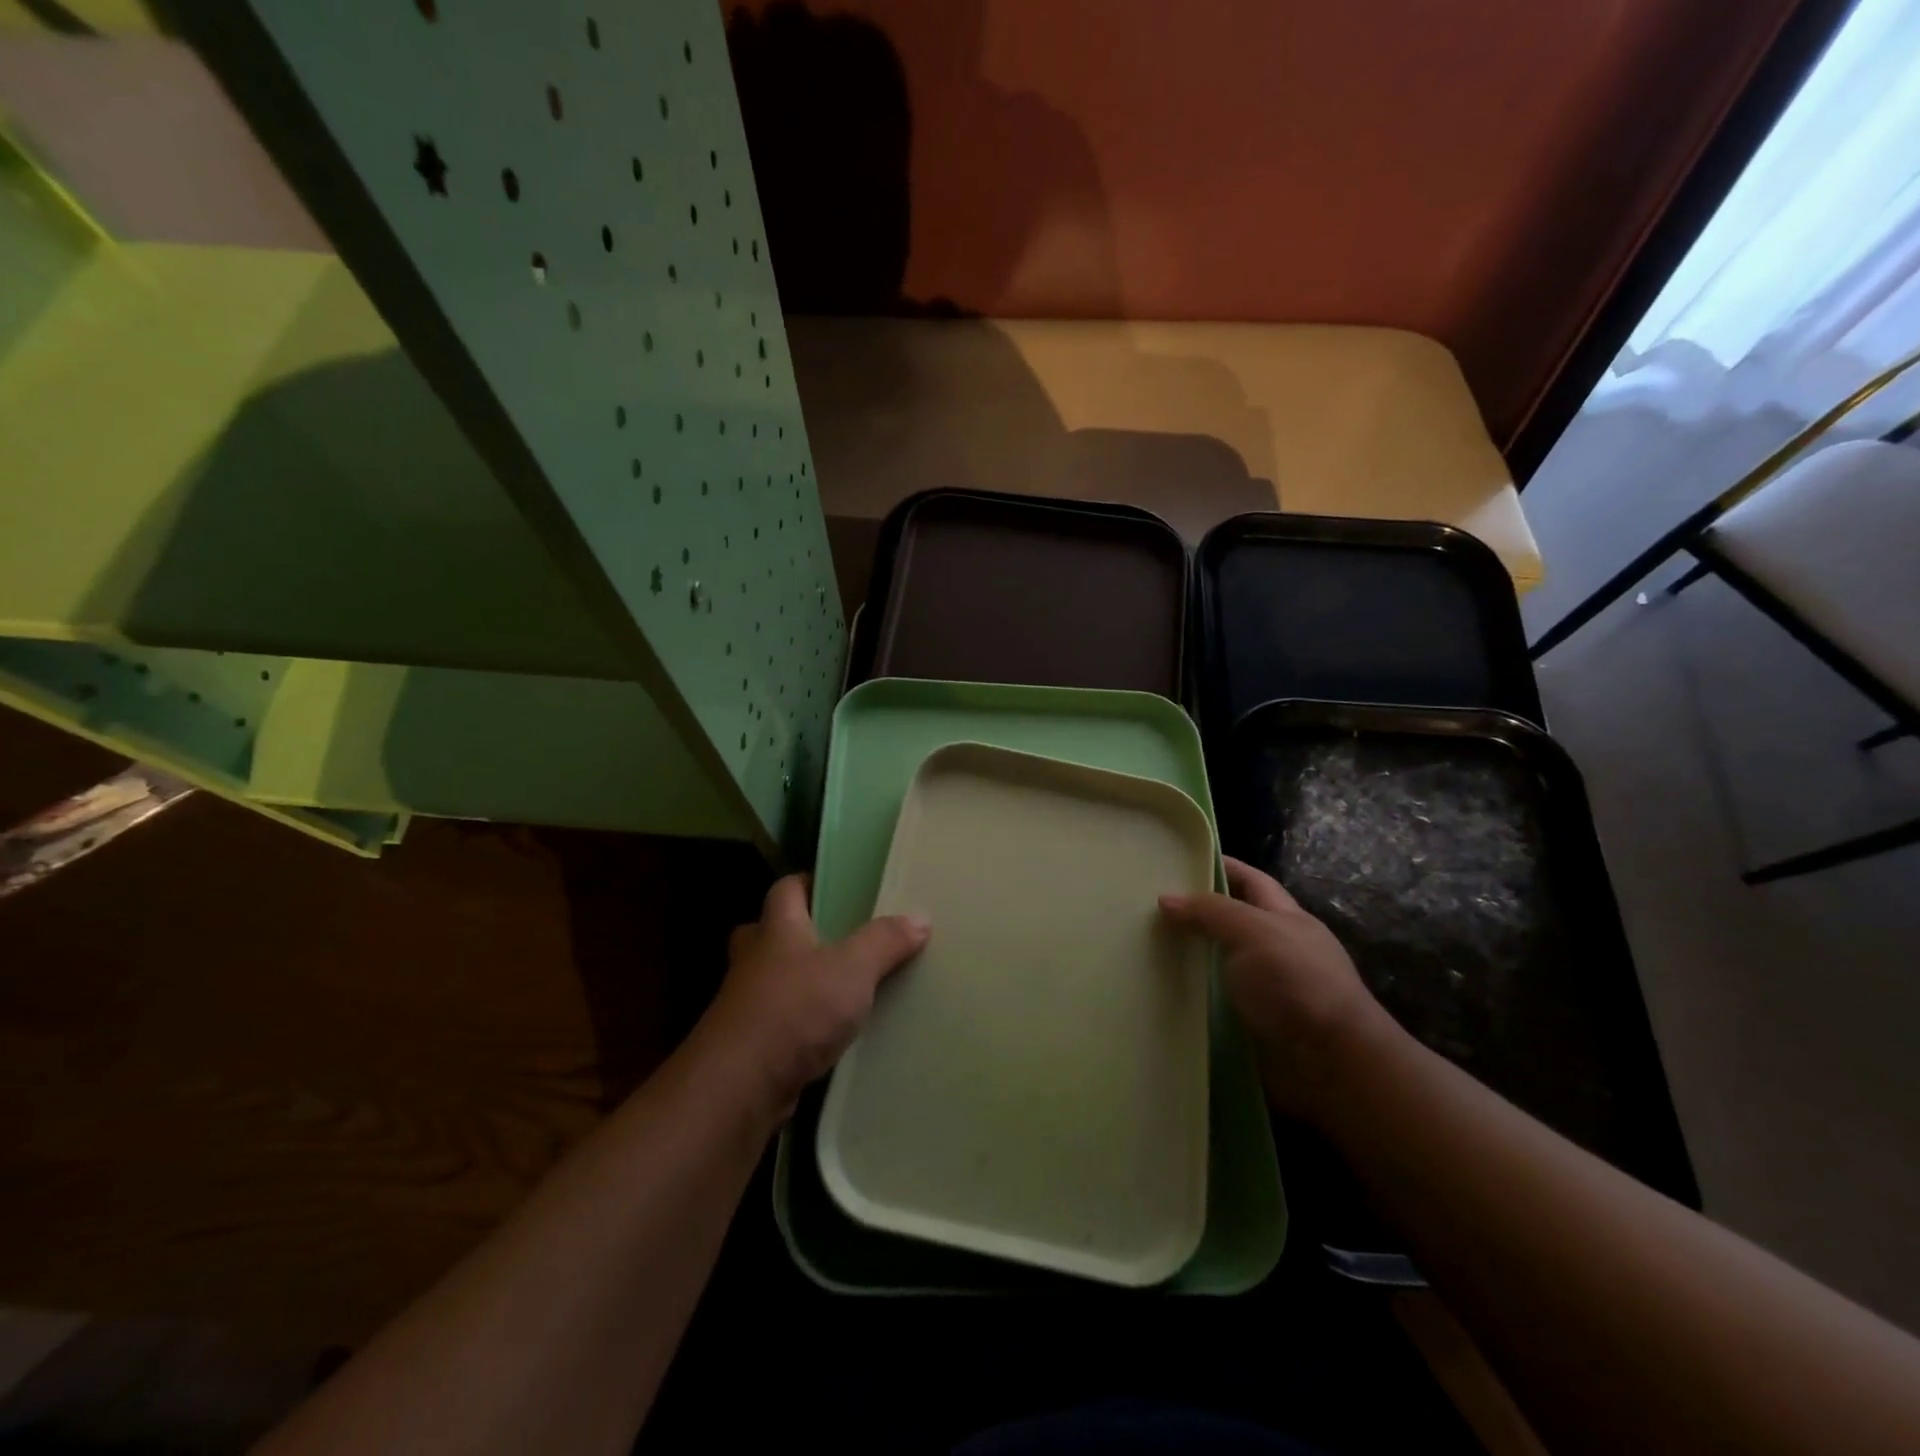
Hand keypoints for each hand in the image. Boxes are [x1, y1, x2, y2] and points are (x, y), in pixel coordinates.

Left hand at [694, 874, 930, 1123]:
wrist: (739, 1087)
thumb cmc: (794, 1010)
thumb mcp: (852, 969)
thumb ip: (885, 941)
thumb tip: (920, 917)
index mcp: (777, 929)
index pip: (785, 889)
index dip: (808, 882)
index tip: (836, 886)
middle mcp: (754, 960)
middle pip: (769, 932)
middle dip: (798, 933)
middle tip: (837, 939)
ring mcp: (745, 1004)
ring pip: (772, 980)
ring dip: (798, 981)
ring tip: (840, 987)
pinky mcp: (749, 1045)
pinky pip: (778, 1022)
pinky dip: (799, 1023)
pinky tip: (829, 1035)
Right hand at [1160, 857, 1390, 1117]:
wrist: (1331, 1062)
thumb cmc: (1298, 982)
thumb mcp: (1254, 931)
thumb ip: (1211, 911)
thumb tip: (1165, 898)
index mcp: (1285, 918)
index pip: (1250, 880)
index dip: (1220, 865)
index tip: (1179, 859)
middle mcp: (1276, 948)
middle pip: (1231, 920)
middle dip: (1195, 912)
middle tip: (1146, 906)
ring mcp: (1266, 987)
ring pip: (1219, 961)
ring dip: (1189, 955)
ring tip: (1143, 947)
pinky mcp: (1253, 1022)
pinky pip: (1215, 999)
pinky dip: (1192, 993)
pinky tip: (1162, 990)